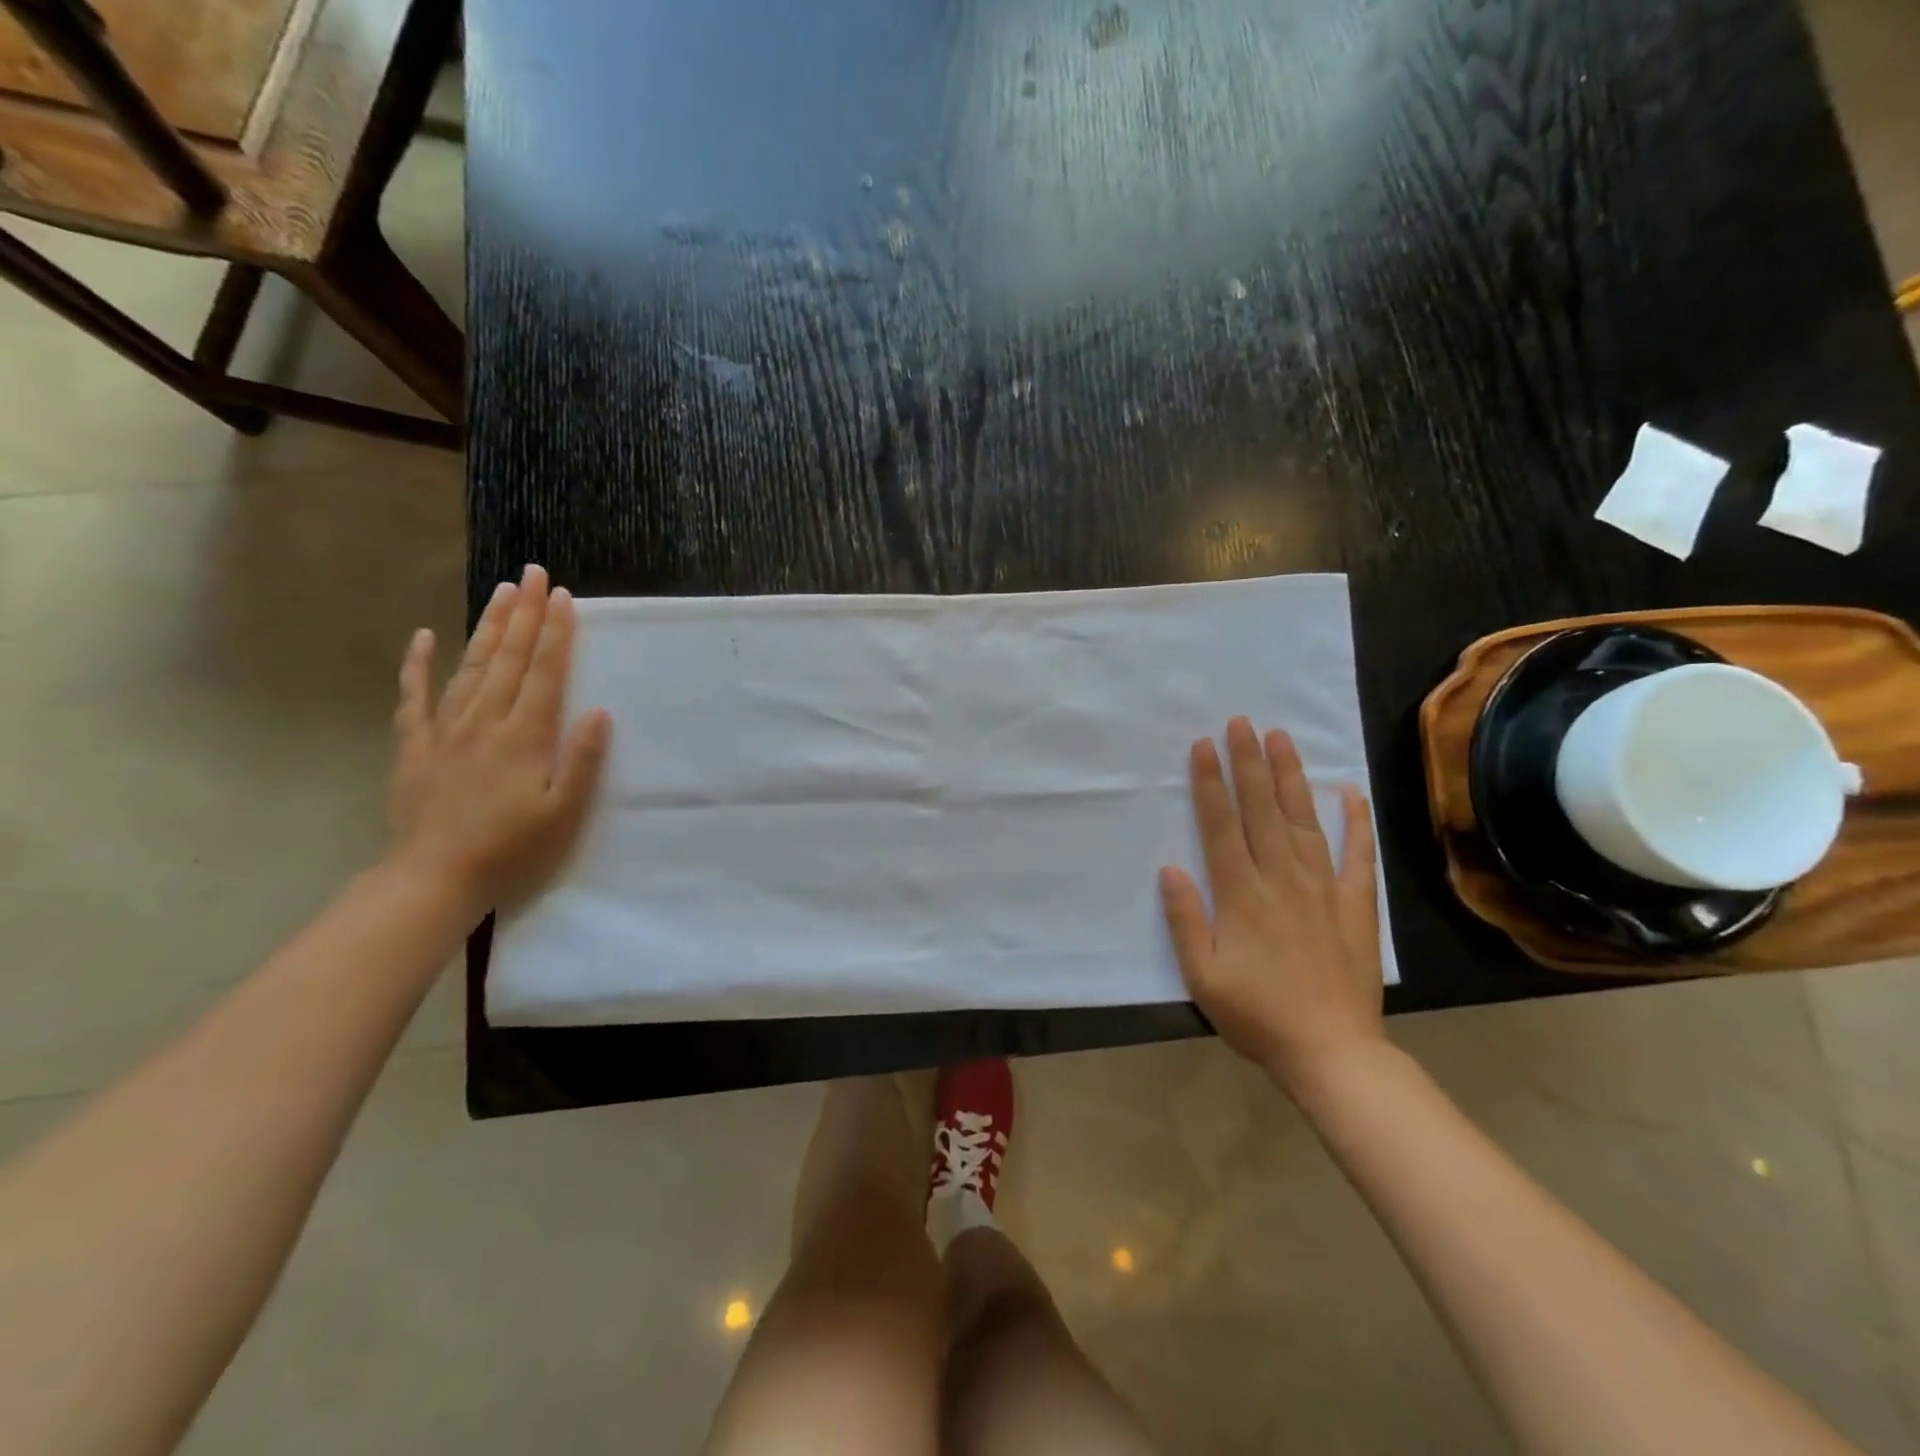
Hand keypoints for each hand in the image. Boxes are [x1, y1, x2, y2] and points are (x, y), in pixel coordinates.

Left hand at [386, 564, 612, 918]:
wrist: (432, 880)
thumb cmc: (511, 850)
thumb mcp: (563, 814)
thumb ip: (581, 760)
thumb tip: (598, 711)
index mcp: (524, 737)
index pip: (545, 674)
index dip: (557, 634)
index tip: (564, 597)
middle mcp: (485, 723)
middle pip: (509, 659)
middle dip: (525, 615)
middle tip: (533, 574)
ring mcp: (446, 731)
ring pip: (470, 668)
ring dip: (488, 628)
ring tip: (501, 593)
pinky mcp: (415, 747)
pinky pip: (414, 698)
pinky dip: (417, 665)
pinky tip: (423, 637)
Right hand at [1159, 717, 1383, 1095]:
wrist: (1332, 1052)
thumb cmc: (1257, 1014)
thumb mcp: (1202, 976)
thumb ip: (1185, 920)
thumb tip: (1170, 868)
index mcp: (1242, 895)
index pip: (1222, 826)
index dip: (1211, 784)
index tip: (1203, 746)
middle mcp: (1282, 879)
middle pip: (1262, 811)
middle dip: (1249, 763)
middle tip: (1241, 722)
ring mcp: (1323, 888)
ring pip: (1304, 821)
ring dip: (1291, 777)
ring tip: (1282, 738)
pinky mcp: (1355, 905)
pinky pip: (1357, 855)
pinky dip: (1355, 822)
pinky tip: (1349, 792)